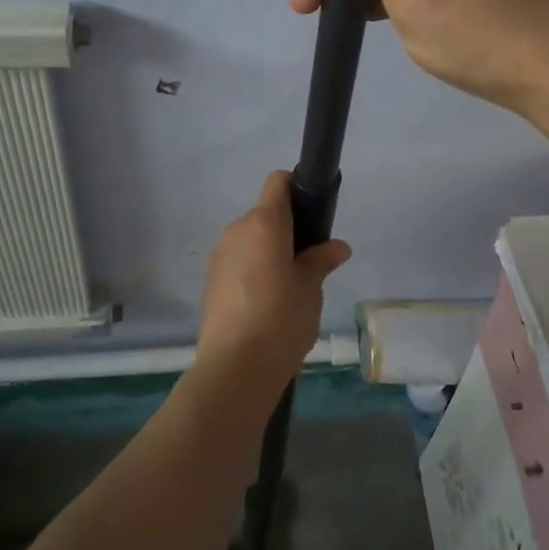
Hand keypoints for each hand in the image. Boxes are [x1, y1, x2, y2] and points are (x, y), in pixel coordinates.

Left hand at [196, 172, 351, 396]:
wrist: (235, 367)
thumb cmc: (281, 319)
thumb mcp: (310, 289)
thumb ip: (321, 261)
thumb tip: (338, 246)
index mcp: (263, 223)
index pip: (278, 182)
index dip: (297, 188)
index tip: (314, 212)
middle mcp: (236, 230)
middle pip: (265, 214)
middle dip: (287, 229)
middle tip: (310, 260)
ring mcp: (219, 256)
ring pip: (250, 240)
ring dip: (269, 252)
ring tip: (289, 287)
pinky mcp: (210, 281)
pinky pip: (238, 262)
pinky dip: (253, 270)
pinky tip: (267, 303)